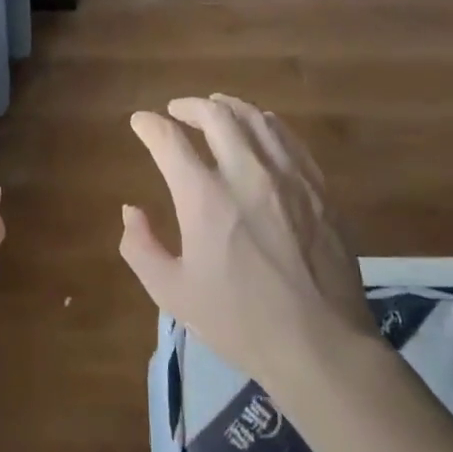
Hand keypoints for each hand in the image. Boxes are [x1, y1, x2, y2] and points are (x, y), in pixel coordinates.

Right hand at [119, 94, 378, 401]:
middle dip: (189, 106)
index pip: (169, 140)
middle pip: (216, 116)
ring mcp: (289, 177)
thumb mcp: (172, 292)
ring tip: (216, 108)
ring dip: (229, 107)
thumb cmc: (239, 321)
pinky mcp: (319, 189)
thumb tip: (132, 211)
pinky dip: (266, 124)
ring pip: (257, 119)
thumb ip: (141, 247)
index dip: (149, 125)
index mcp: (205, 198)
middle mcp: (247, 174)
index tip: (140, 123)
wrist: (320, 344)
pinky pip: (289, 139)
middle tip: (176, 110)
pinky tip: (261, 130)